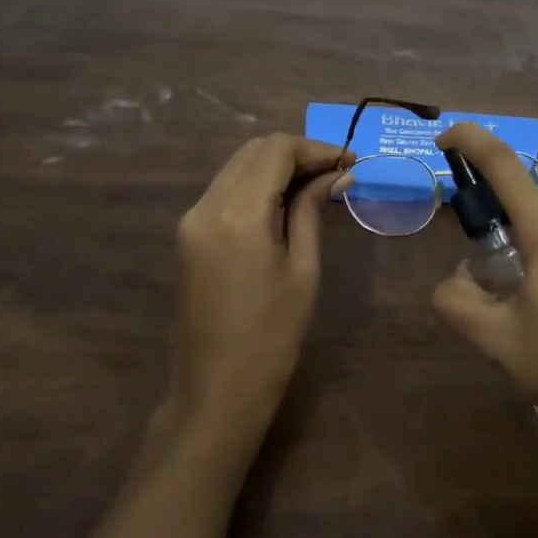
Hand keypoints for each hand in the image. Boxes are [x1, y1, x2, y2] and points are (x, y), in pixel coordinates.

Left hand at [171, 134, 348, 432]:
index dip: (316, 148)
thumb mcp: (303, 269)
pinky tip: (284, 203)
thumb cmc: (272, 334)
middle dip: (297, 153)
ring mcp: (192, 218)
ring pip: (237, 166)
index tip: (349, 164)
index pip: (277, 150)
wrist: (216, 389)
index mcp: (238, 213)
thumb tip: (337, 175)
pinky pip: (225, 189)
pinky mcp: (188, 233)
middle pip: (254, 150)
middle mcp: (207, 205)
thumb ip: (312, 210)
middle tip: (335, 174)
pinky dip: (256, 184)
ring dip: (276, 166)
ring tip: (316, 186)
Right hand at [431, 122, 537, 466]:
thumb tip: (457, 279)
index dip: (470, 140)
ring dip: (533, 246)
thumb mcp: (497, 341)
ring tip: (526, 302)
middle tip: (484, 266)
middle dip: (502, 219)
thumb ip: (457, 301)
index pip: (503, 163)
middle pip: (531, 201)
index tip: (445, 138)